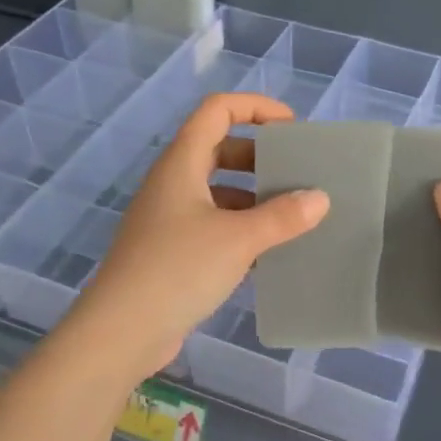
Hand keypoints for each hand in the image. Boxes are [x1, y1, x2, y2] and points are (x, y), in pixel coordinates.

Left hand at [62, 93, 328, 382]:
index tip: (291, 128)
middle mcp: (173, 183)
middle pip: (219, 148)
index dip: (256, 107)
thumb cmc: (177, 270)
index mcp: (182, 163)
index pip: (217, 110)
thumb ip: (282, 216)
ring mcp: (169, 219)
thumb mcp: (238, 239)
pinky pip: (213, 225)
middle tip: (296, 174)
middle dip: (260, 156)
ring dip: (253, 197)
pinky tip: (269, 254)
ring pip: (218, 191)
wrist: (121, 333)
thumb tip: (319, 198)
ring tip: (293, 216)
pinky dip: (242, 230)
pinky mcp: (172, 252)